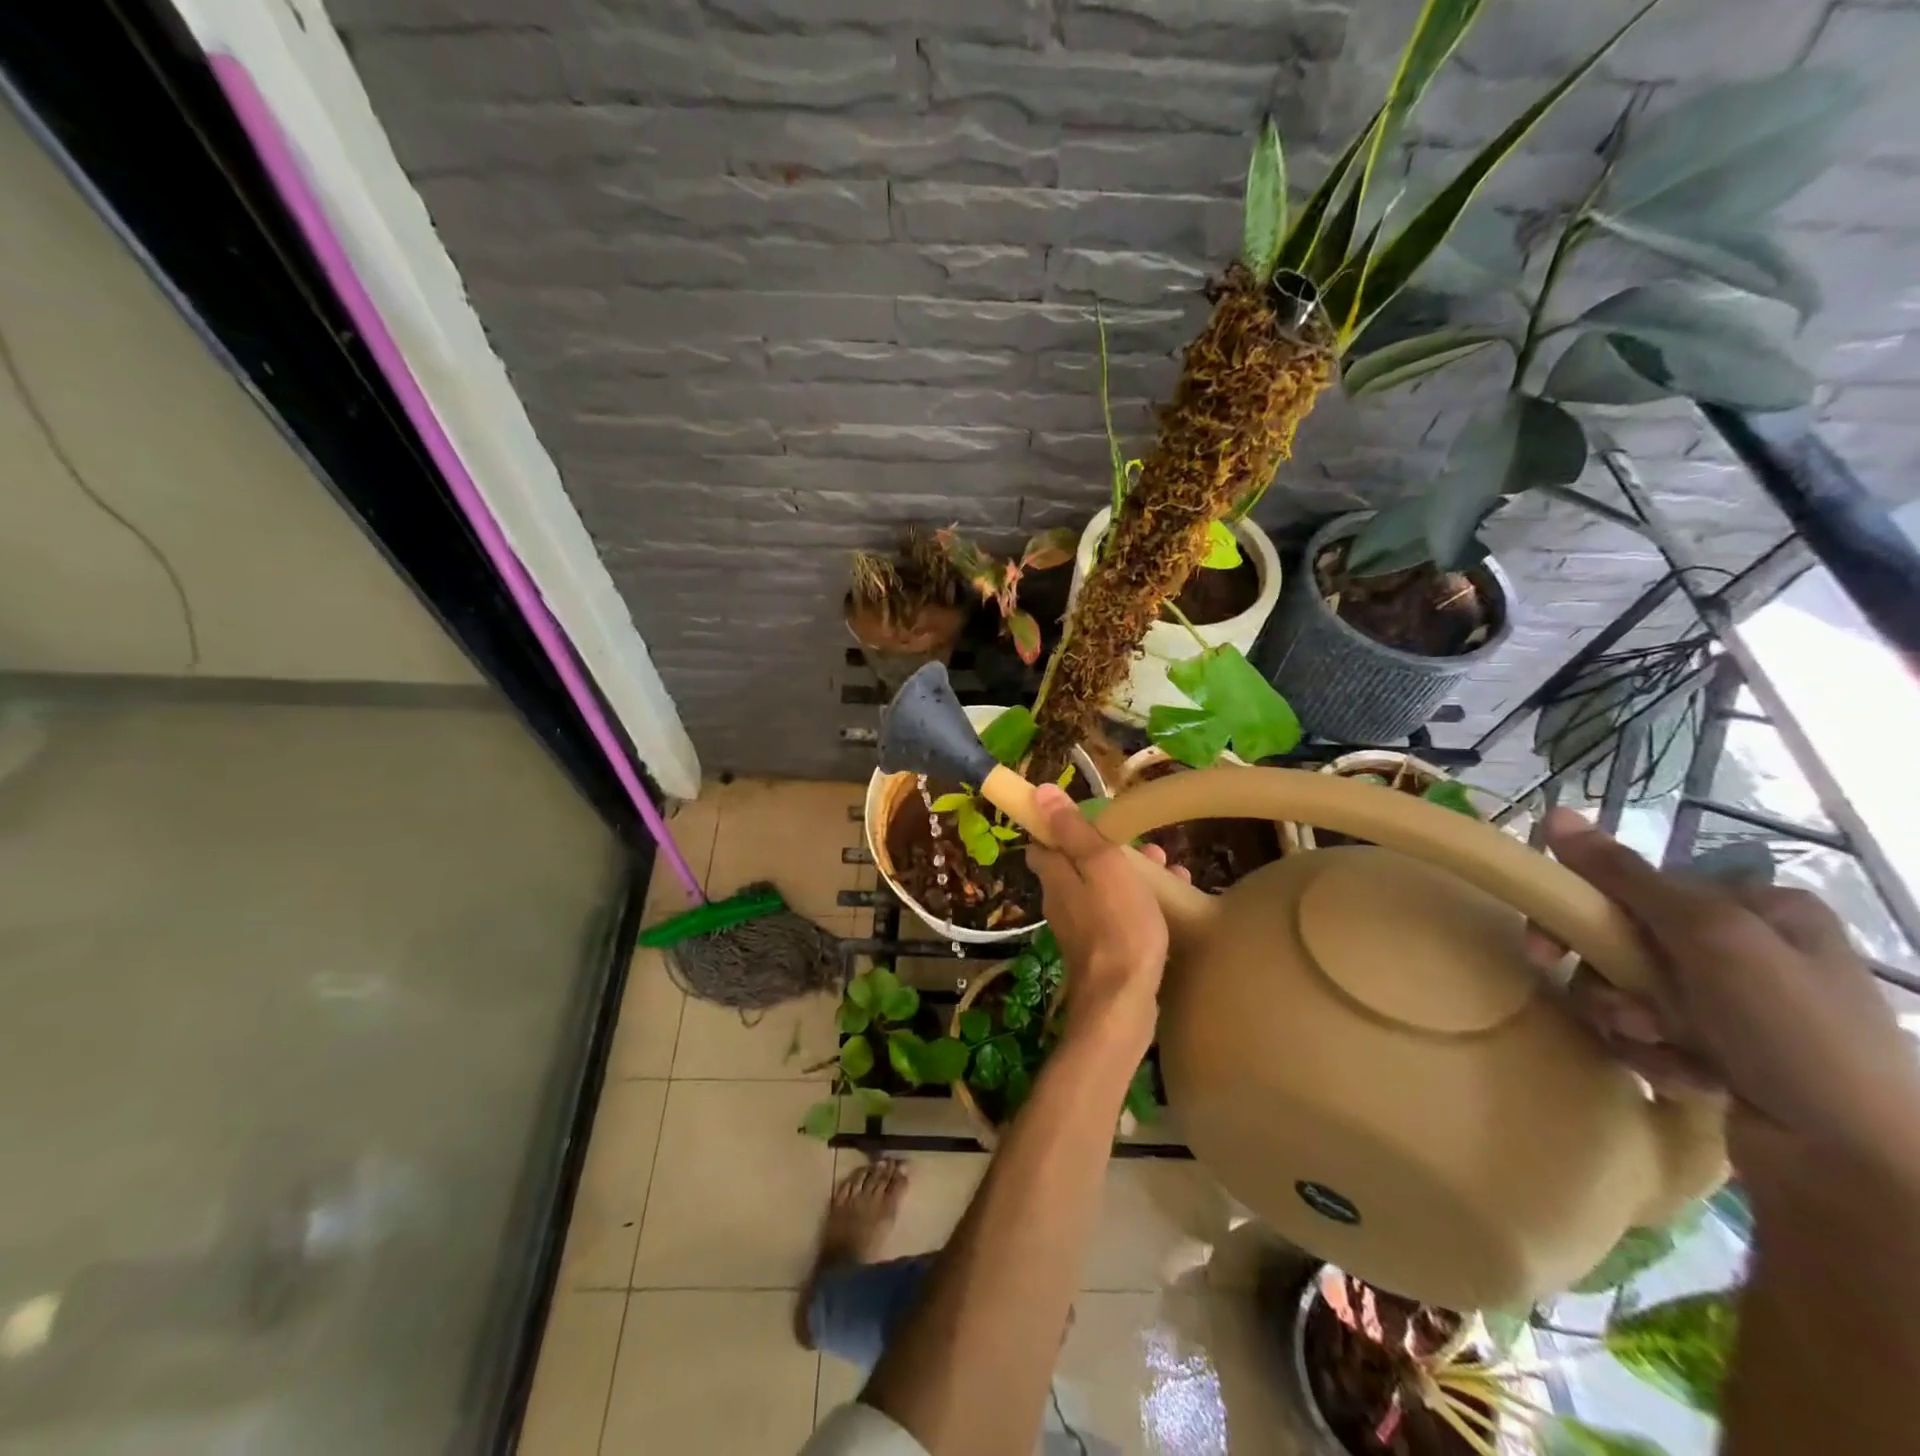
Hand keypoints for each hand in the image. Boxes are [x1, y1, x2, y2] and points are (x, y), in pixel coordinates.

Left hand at [1028, 784, 1182, 1053]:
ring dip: (1127, 873)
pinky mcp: (1101, 951)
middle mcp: (1060, 901)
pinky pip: (1116, 913)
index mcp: (1055, 877)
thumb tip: (1039, 792)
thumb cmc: (1117, 926)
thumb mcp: (1101, 866)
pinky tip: (1167, 901)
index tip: (1092, 817)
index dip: (1061, 826)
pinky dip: (1136, 901)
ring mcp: (1080, 929)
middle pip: (1076, 864)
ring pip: (1100, 888)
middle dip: (1107, 849)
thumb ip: (1073, 831)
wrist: (1123, 1001)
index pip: (1043, 843)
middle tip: (1142, 842)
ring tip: (1165, 865)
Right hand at [1536, 808, 1919, 1175]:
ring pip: (1627, 991)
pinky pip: (1649, 1033)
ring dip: (1629, 1021)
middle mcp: (1747, 947)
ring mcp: (1735, 1003)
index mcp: (1758, 907)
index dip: (1584, 914)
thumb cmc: (1789, 1032)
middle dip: (1611, 981)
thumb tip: (1554, 814)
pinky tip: (1689, 1077)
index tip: (1548, 950)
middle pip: (1624, 942)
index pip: (1635, 887)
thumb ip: (1626, 877)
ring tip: (1666, 1050)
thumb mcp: (1709, 938)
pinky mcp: (1721, 1050)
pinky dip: (1654, 1054)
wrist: (1855, 1164)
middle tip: (1613, 1012)